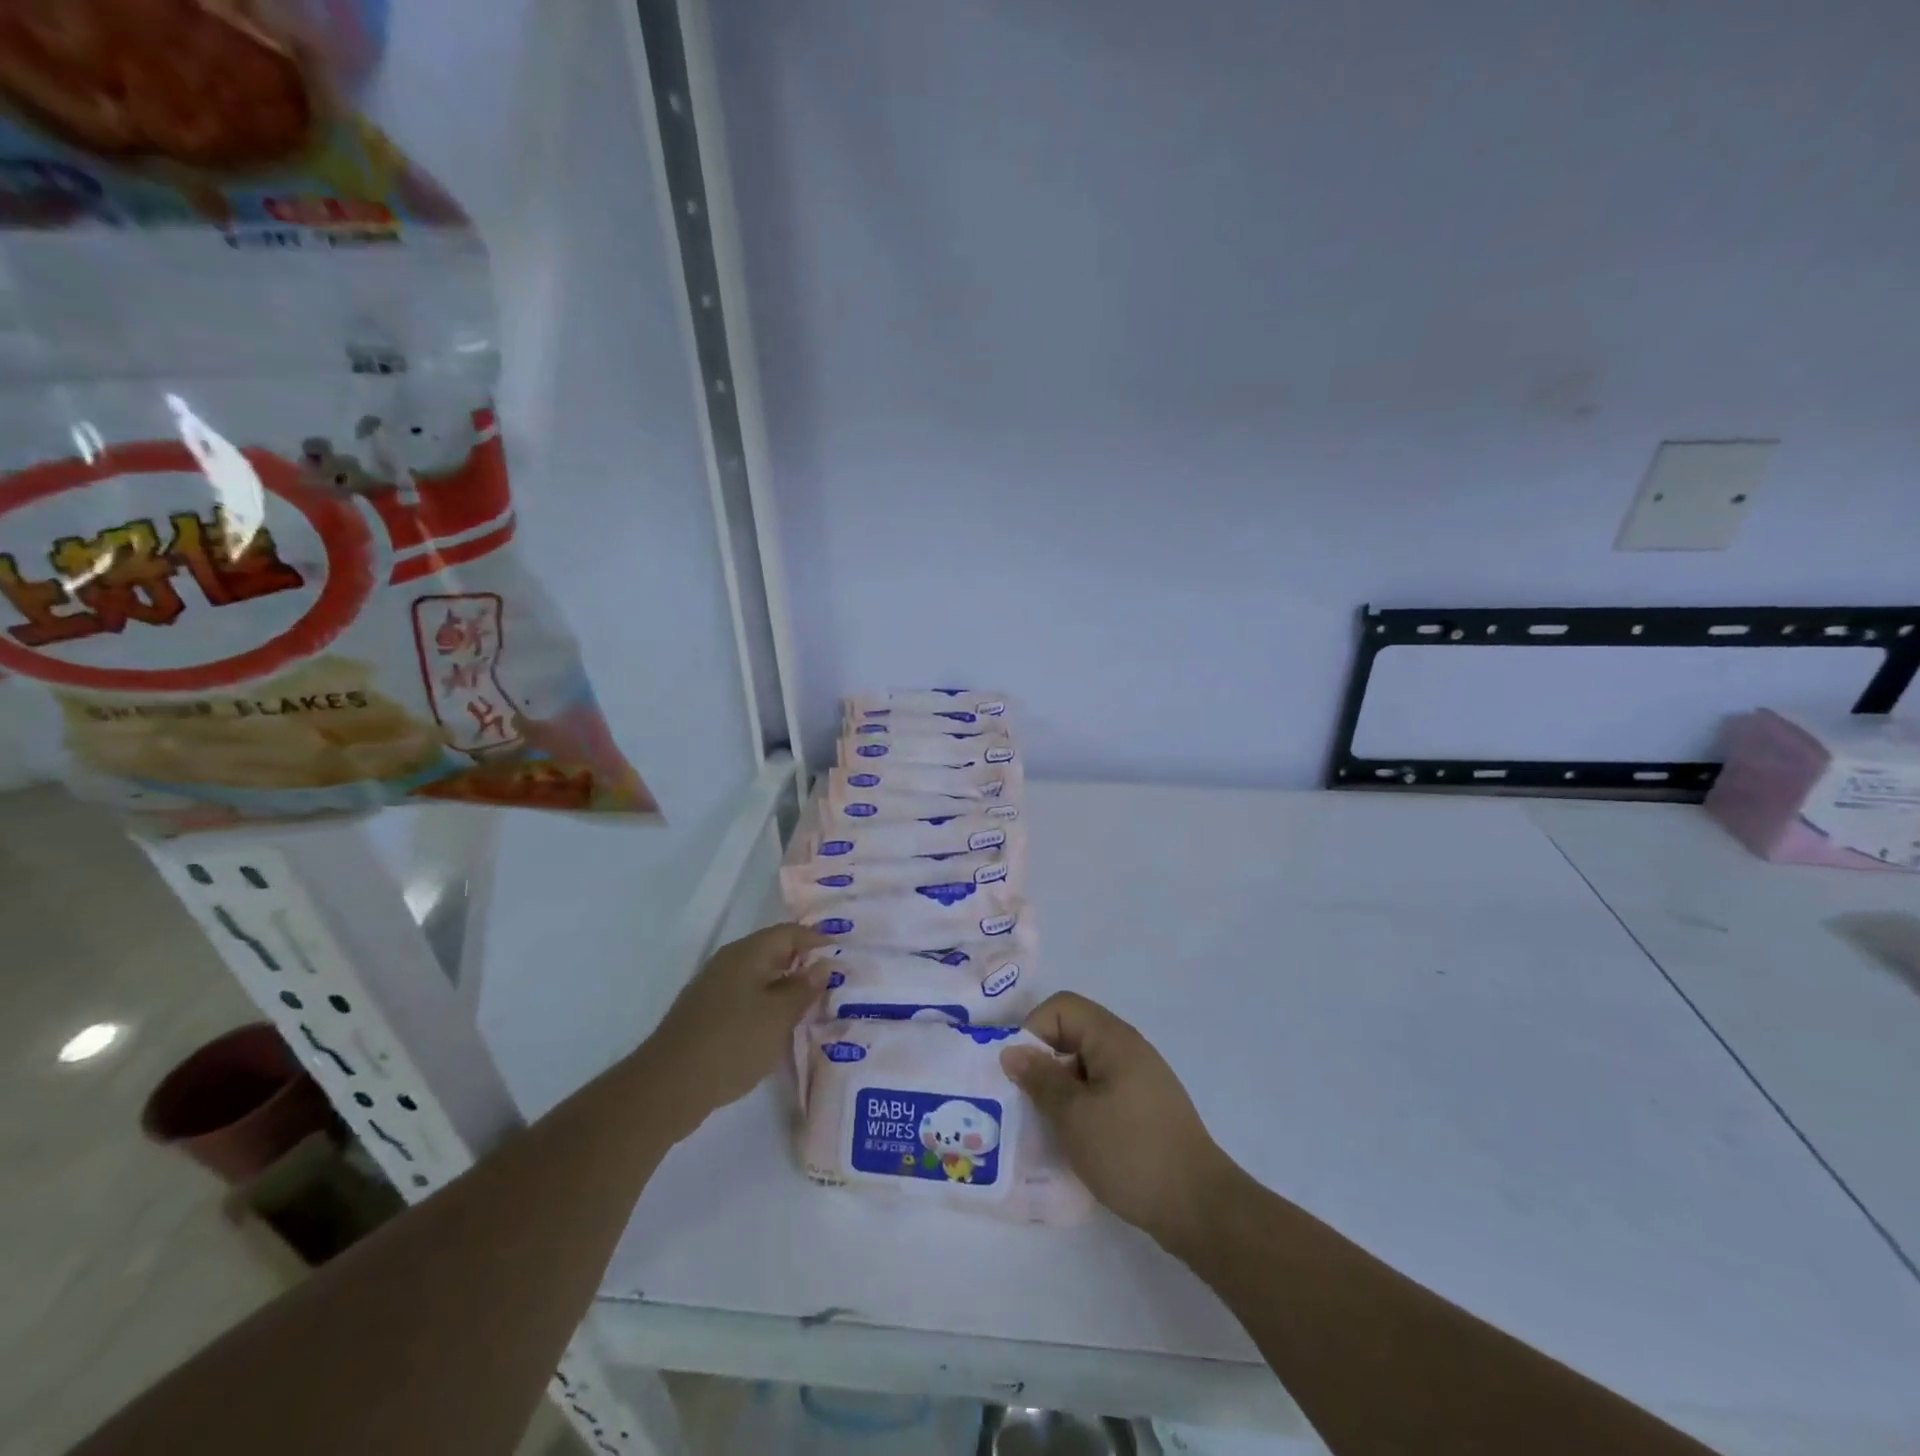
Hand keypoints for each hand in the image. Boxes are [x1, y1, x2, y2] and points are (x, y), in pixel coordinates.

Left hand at [641, 924, 830, 1136]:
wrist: (668, 1086)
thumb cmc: (733, 1042)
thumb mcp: (779, 1016)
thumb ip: (803, 988)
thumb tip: (822, 965)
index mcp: (746, 954)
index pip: (787, 932)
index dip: (815, 938)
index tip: (840, 950)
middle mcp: (728, 963)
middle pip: (771, 951)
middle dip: (801, 962)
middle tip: (831, 978)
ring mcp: (712, 989)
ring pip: (757, 976)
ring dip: (784, 986)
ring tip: (810, 1004)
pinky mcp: (704, 1014)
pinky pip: (744, 997)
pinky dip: (766, 1004)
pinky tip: (777, 1026)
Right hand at [1001, 991, 1236, 1253]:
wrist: (1200, 1208)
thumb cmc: (1131, 1152)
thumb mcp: (1074, 1116)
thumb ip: (1040, 1079)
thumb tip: (1012, 1051)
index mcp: (1113, 1038)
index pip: (1061, 1007)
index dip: (1034, 1030)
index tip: (1021, 1074)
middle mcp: (1128, 1049)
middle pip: (1072, 1034)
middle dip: (1043, 1063)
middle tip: (1026, 1104)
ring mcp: (1140, 1079)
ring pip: (1085, 1067)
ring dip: (1061, 1091)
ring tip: (1047, 1128)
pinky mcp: (1145, 1109)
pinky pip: (1102, 1092)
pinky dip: (1082, 1108)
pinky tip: (1076, 1142)